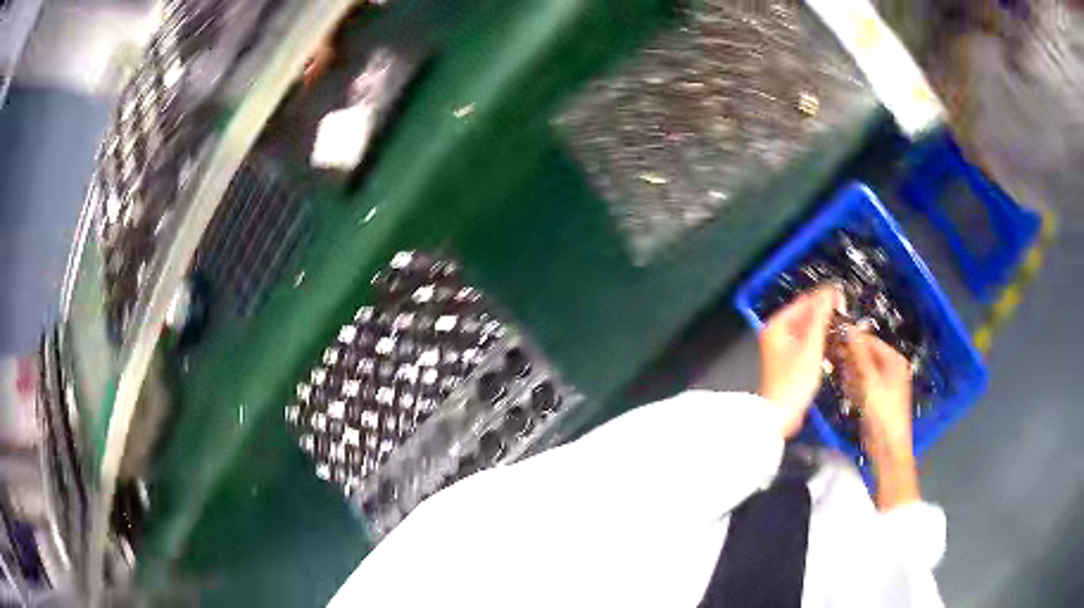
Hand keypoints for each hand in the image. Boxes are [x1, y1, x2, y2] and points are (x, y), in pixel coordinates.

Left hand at [759, 286, 840, 437]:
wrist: (780, 415)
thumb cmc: (792, 383)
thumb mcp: (811, 346)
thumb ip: (820, 318)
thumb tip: (829, 294)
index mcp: (777, 326)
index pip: (804, 302)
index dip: (823, 297)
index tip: (841, 295)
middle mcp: (777, 334)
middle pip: (805, 315)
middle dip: (825, 313)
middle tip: (844, 310)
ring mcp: (782, 348)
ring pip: (807, 330)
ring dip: (823, 327)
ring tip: (841, 325)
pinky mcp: (789, 362)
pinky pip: (806, 343)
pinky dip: (818, 341)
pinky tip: (831, 343)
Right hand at [844, 331, 918, 509]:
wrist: (887, 448)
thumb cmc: (882, 411)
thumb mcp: (869, 380)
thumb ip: (858, 353)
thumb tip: (848, 326)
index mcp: (894, 359)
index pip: (869, 341)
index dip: (851, 339)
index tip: (830, 340)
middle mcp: (891, 368)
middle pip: (865, 355)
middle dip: (849, 357)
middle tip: (830, 359)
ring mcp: (883, 385)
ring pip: (861, 371)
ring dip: (849, 373)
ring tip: (840, 379)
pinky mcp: (876, 399)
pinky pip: (862, 385)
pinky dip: (853, 386)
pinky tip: (847, 392)